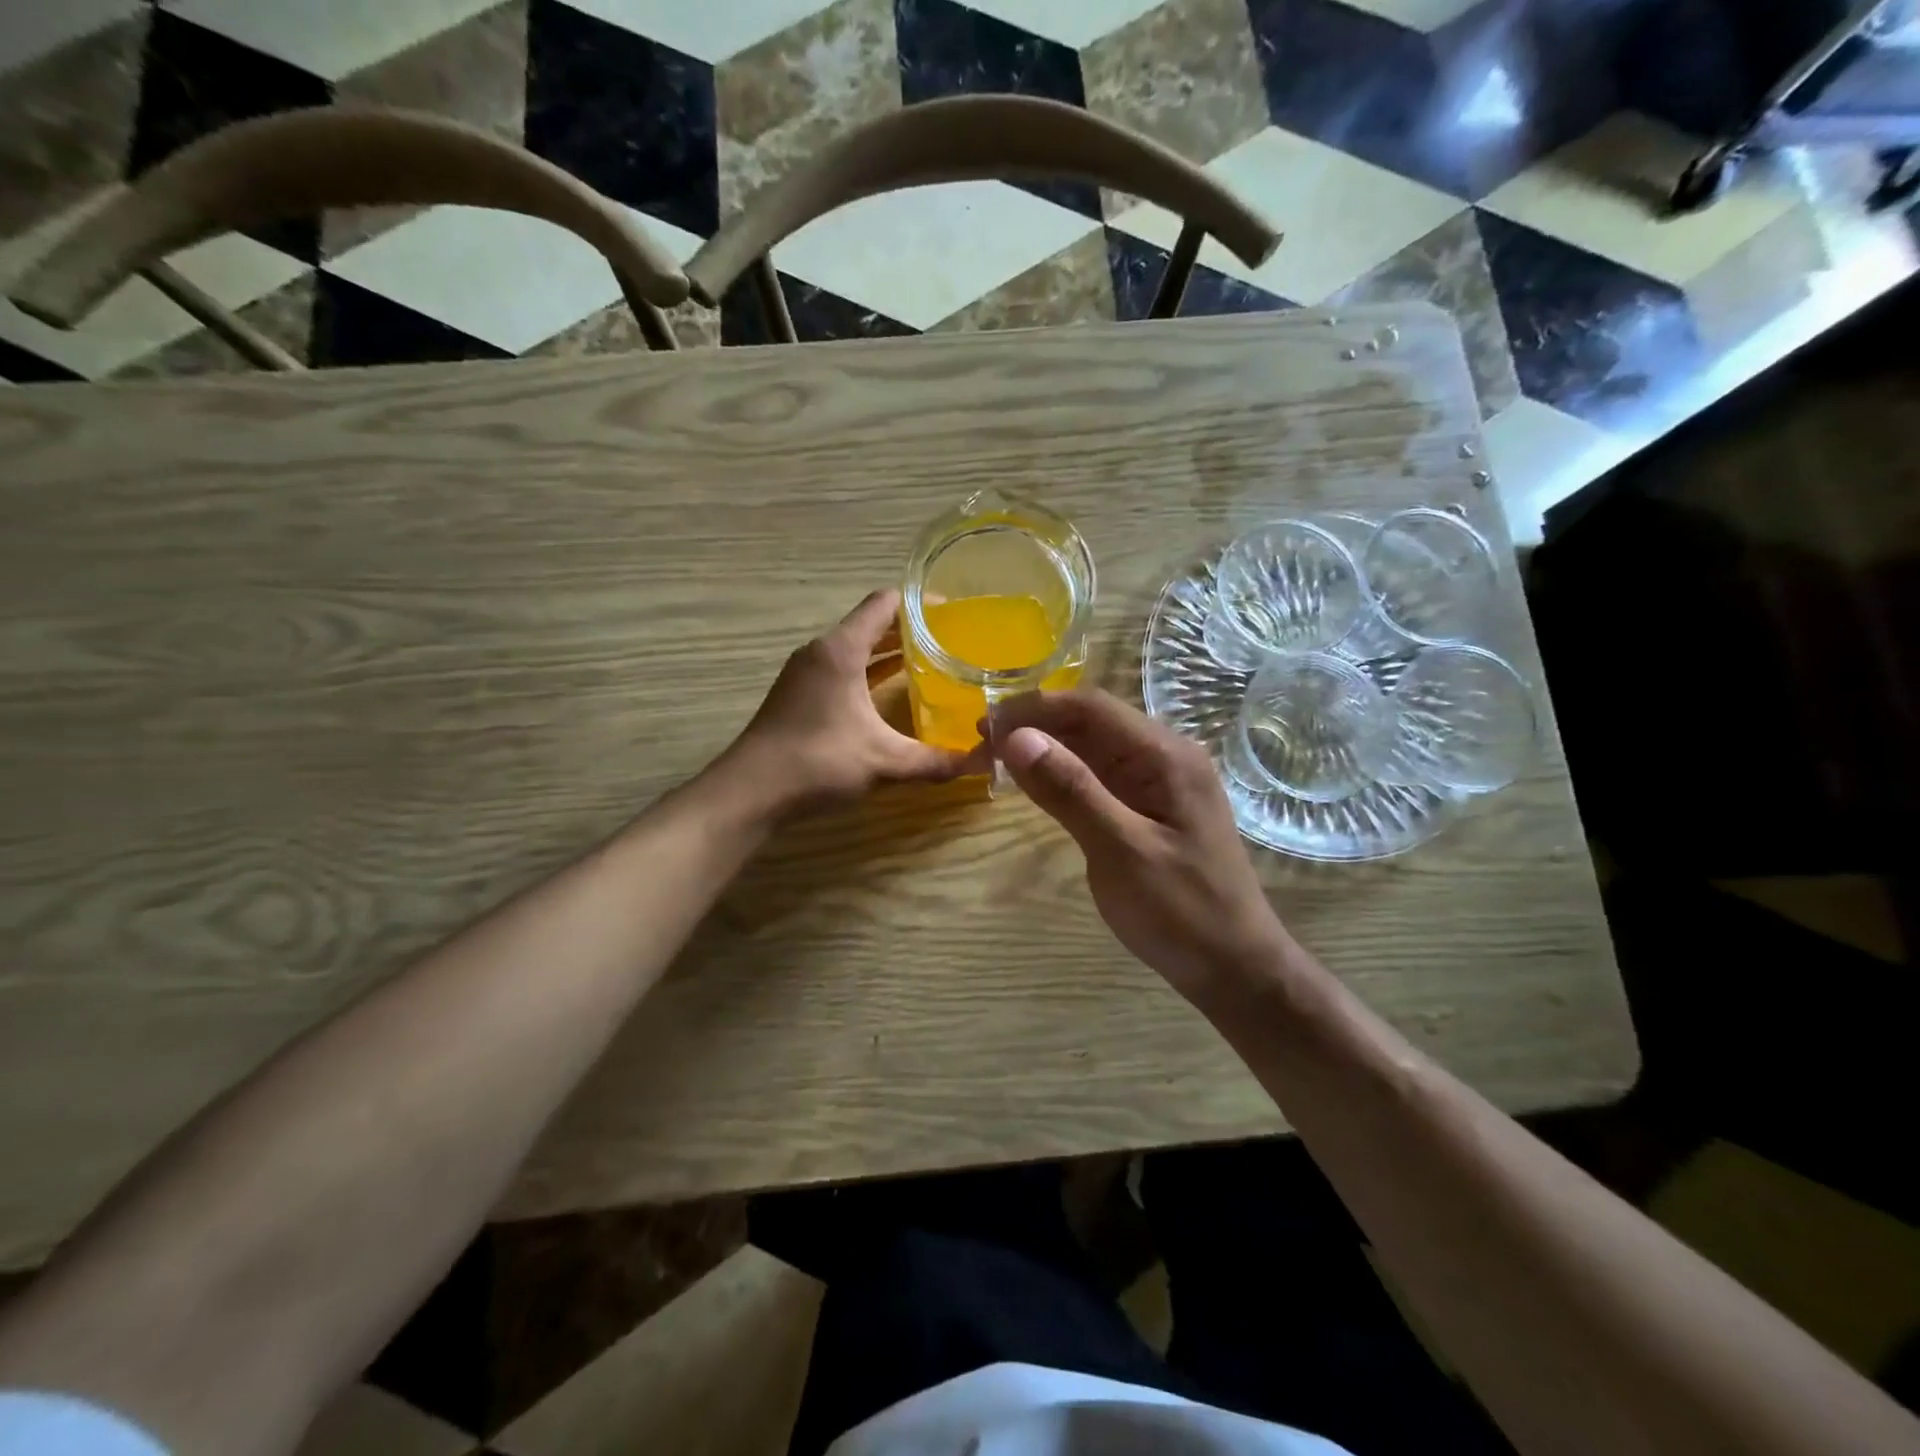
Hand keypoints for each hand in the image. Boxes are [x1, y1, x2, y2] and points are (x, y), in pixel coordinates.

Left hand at [724, 589, 987, 814]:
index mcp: (841, 649)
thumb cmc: (818, 762)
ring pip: (855, 649)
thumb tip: (983, 763)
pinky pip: (842, 669)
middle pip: (871, 625)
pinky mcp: (798, 695)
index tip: (954, 613)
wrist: (750, 792)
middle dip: (911, 630)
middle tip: (952, 641)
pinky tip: (891, 695)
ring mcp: (805, 673)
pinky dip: (868, 673)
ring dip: (888, 653)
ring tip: (931, 664)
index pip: (884, 604)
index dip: (920, 603)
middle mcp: (821, 651)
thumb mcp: (884, 761)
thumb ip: (934, 761)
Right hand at [990, 689, 1288, 1002]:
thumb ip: (1071, 790)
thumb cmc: (1182, 912)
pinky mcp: (1149, 807)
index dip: (1034, 708)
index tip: (985, 725)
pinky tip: (1034, 784)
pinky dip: (1063, 774)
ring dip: (1045, 748)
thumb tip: (1017, 736)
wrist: (1234, 968)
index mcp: (1166, 756)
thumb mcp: (1122, 851)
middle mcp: (1164, 756)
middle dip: (1035, 725)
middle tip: (980, 746)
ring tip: (994, 760)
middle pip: (1091, 721)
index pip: (1091, 707)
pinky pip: (1100, 776)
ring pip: (1092, 747)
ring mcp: (1158, 782)